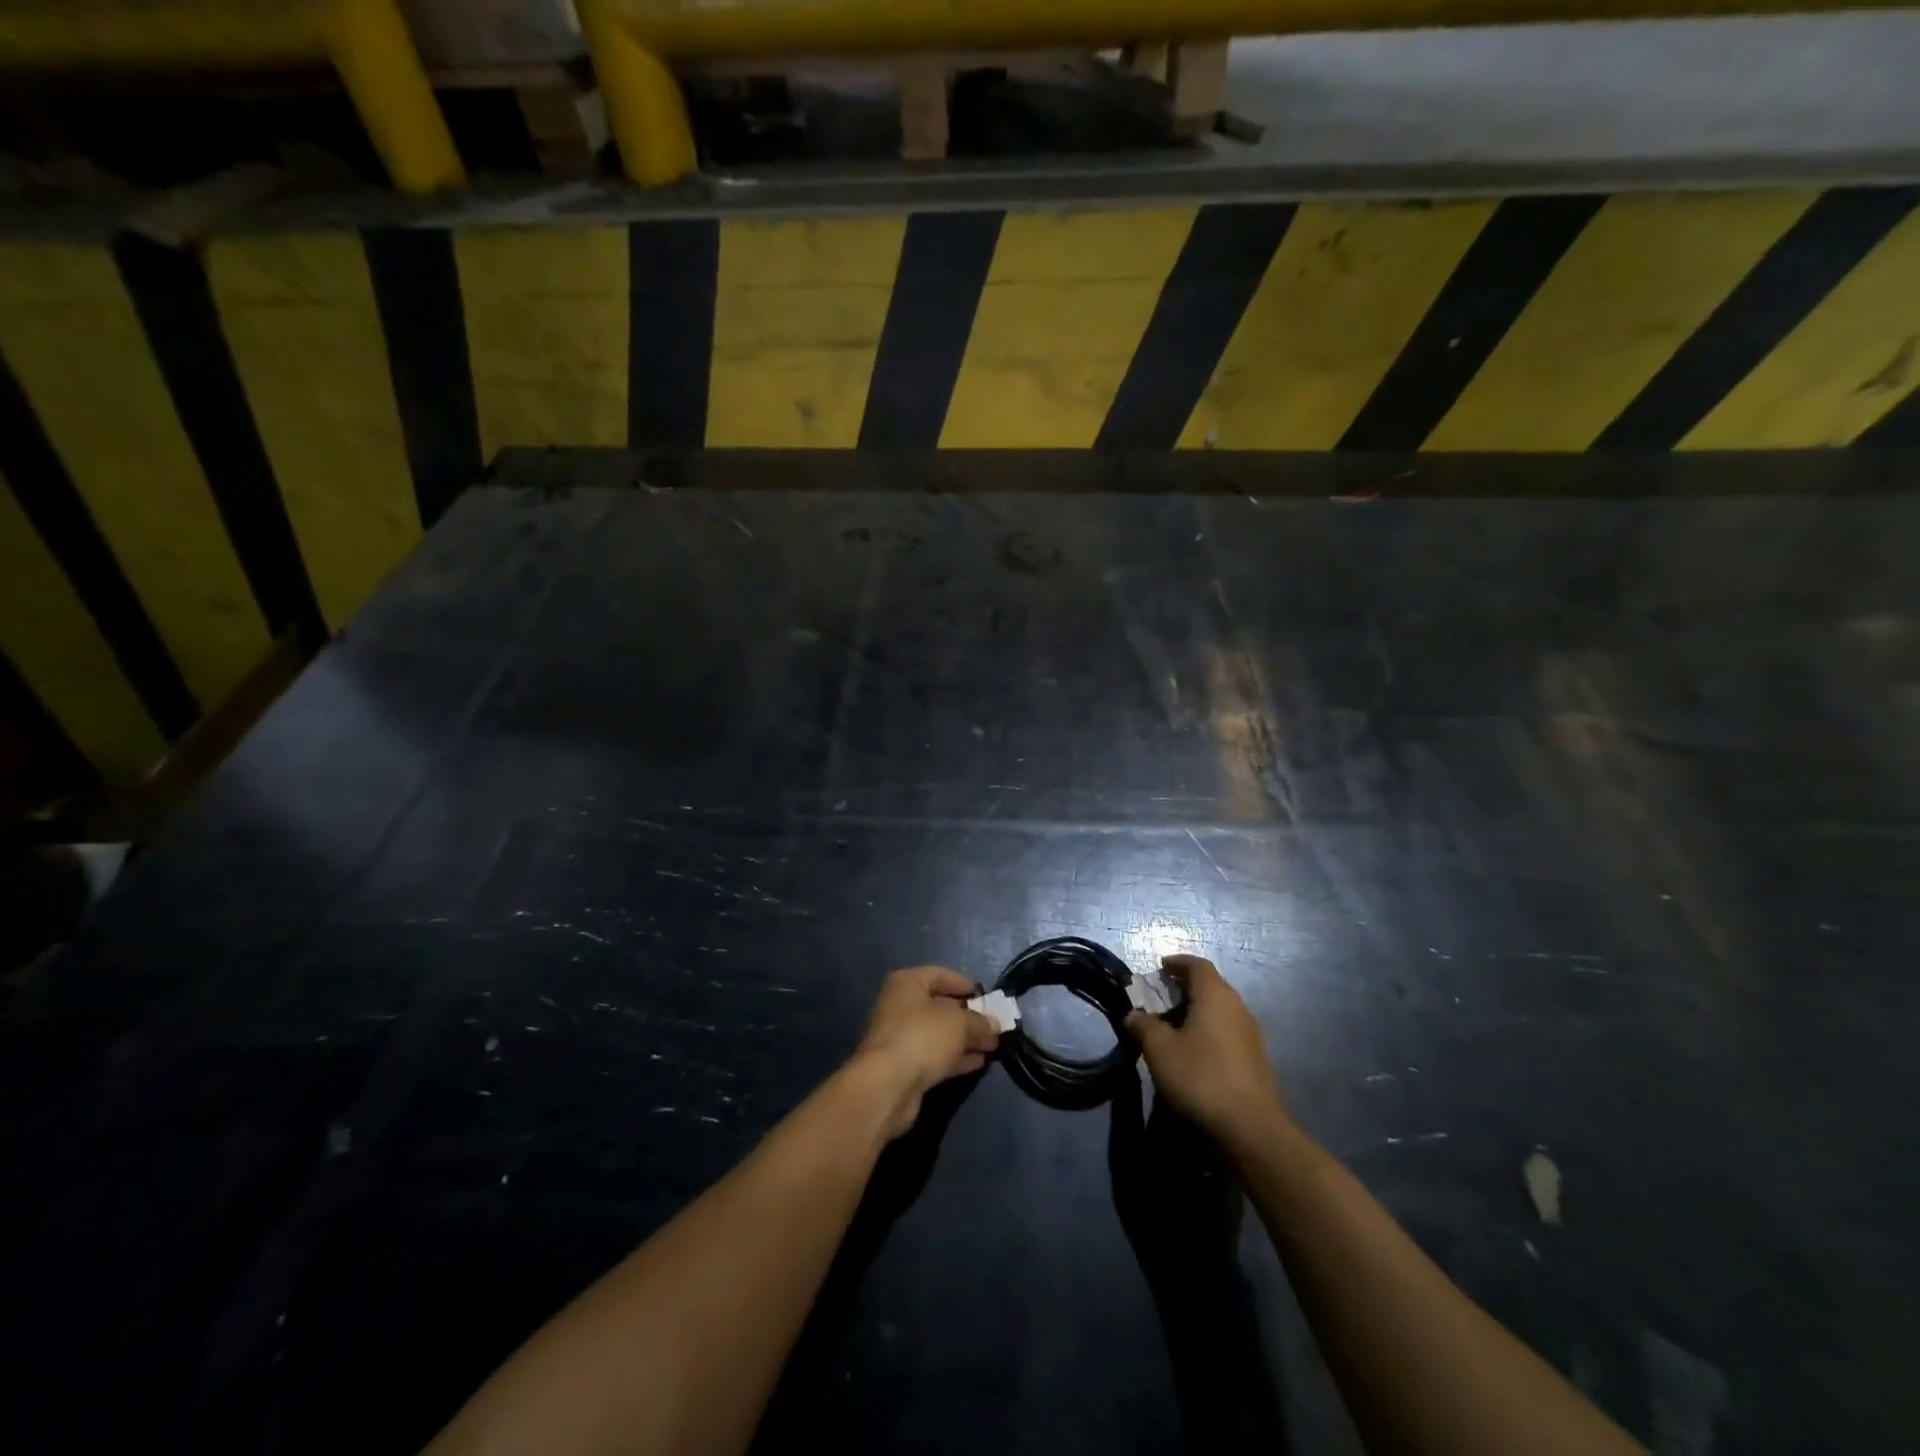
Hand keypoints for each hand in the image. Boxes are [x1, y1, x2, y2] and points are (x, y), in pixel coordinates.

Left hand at [853, 966, 999, 1136]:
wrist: (888, 1085)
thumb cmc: (923, 1037)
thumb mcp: (959, 1023)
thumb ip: (979, 1022)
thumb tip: (994, 1025)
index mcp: (907, 983)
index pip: (939, 974)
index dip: (963, 983)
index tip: (986, 996)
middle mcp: (900, 1006)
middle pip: (940, 1006)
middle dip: (968, 1016)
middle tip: (994, 1025)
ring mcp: (901, 1037)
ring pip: (939, 1034)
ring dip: (965, 1039)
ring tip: (993, 1045)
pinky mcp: (904, 1066)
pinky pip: (935, 1056)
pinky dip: (955, 1057)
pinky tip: (978, 1062)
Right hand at [1125, 955, 1284, 1143]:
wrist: (1250, 1129)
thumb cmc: (1200, 1077)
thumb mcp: (1159, 1049)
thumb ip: (1143, 1025)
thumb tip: (1133, 1015)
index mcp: (1215, 995)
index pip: (1197, 965)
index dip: (1177, 962)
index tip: (1159, 968)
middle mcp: (1237, 1007)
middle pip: (1210, 986)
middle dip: (1184, 988)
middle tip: (1159, 999)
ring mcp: (1251, 1034)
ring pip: (1219, 1010)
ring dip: (1196, 1011)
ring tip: (1172, 1027)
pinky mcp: (1255, 1060)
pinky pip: (1227, 1031)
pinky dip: (1208, 1031)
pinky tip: (1194, 1052)